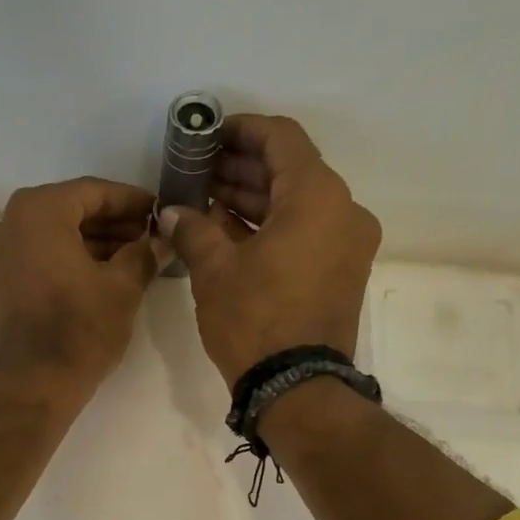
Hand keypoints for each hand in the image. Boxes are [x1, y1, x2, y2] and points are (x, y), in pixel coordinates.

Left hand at [0, 177, 157, 399]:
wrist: (31, 386)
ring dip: (92, 244)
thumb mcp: (122, 288)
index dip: (131, 201)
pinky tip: (101, 276)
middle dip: (112, 224)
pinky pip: (37, 258)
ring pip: (53, 236)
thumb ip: (143, 254)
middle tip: (150, 237)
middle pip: (70, 211)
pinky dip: (68, 261)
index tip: (159, 212)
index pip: (93, 192)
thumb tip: (161, 240)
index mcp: (37, 212)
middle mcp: (7, 224)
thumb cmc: (79, 330)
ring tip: (133, 259)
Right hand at [155, 115, 380, 387]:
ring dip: (256, 200)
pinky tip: (231, 232)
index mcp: (317, 197)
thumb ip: (193, 229)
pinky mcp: (343, 273)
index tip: (209, 137)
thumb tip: (171, 212)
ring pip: (299, 204)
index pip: (281, 139)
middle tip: (200, 173)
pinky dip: (273, 228)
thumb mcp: (214, 270)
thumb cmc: (255, 320)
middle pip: (292, 171)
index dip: (242, 130)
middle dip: (243, 169)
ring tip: (208, 202)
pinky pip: (307, 233)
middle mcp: (344, 211)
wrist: (297, 389)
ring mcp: (348, 245)